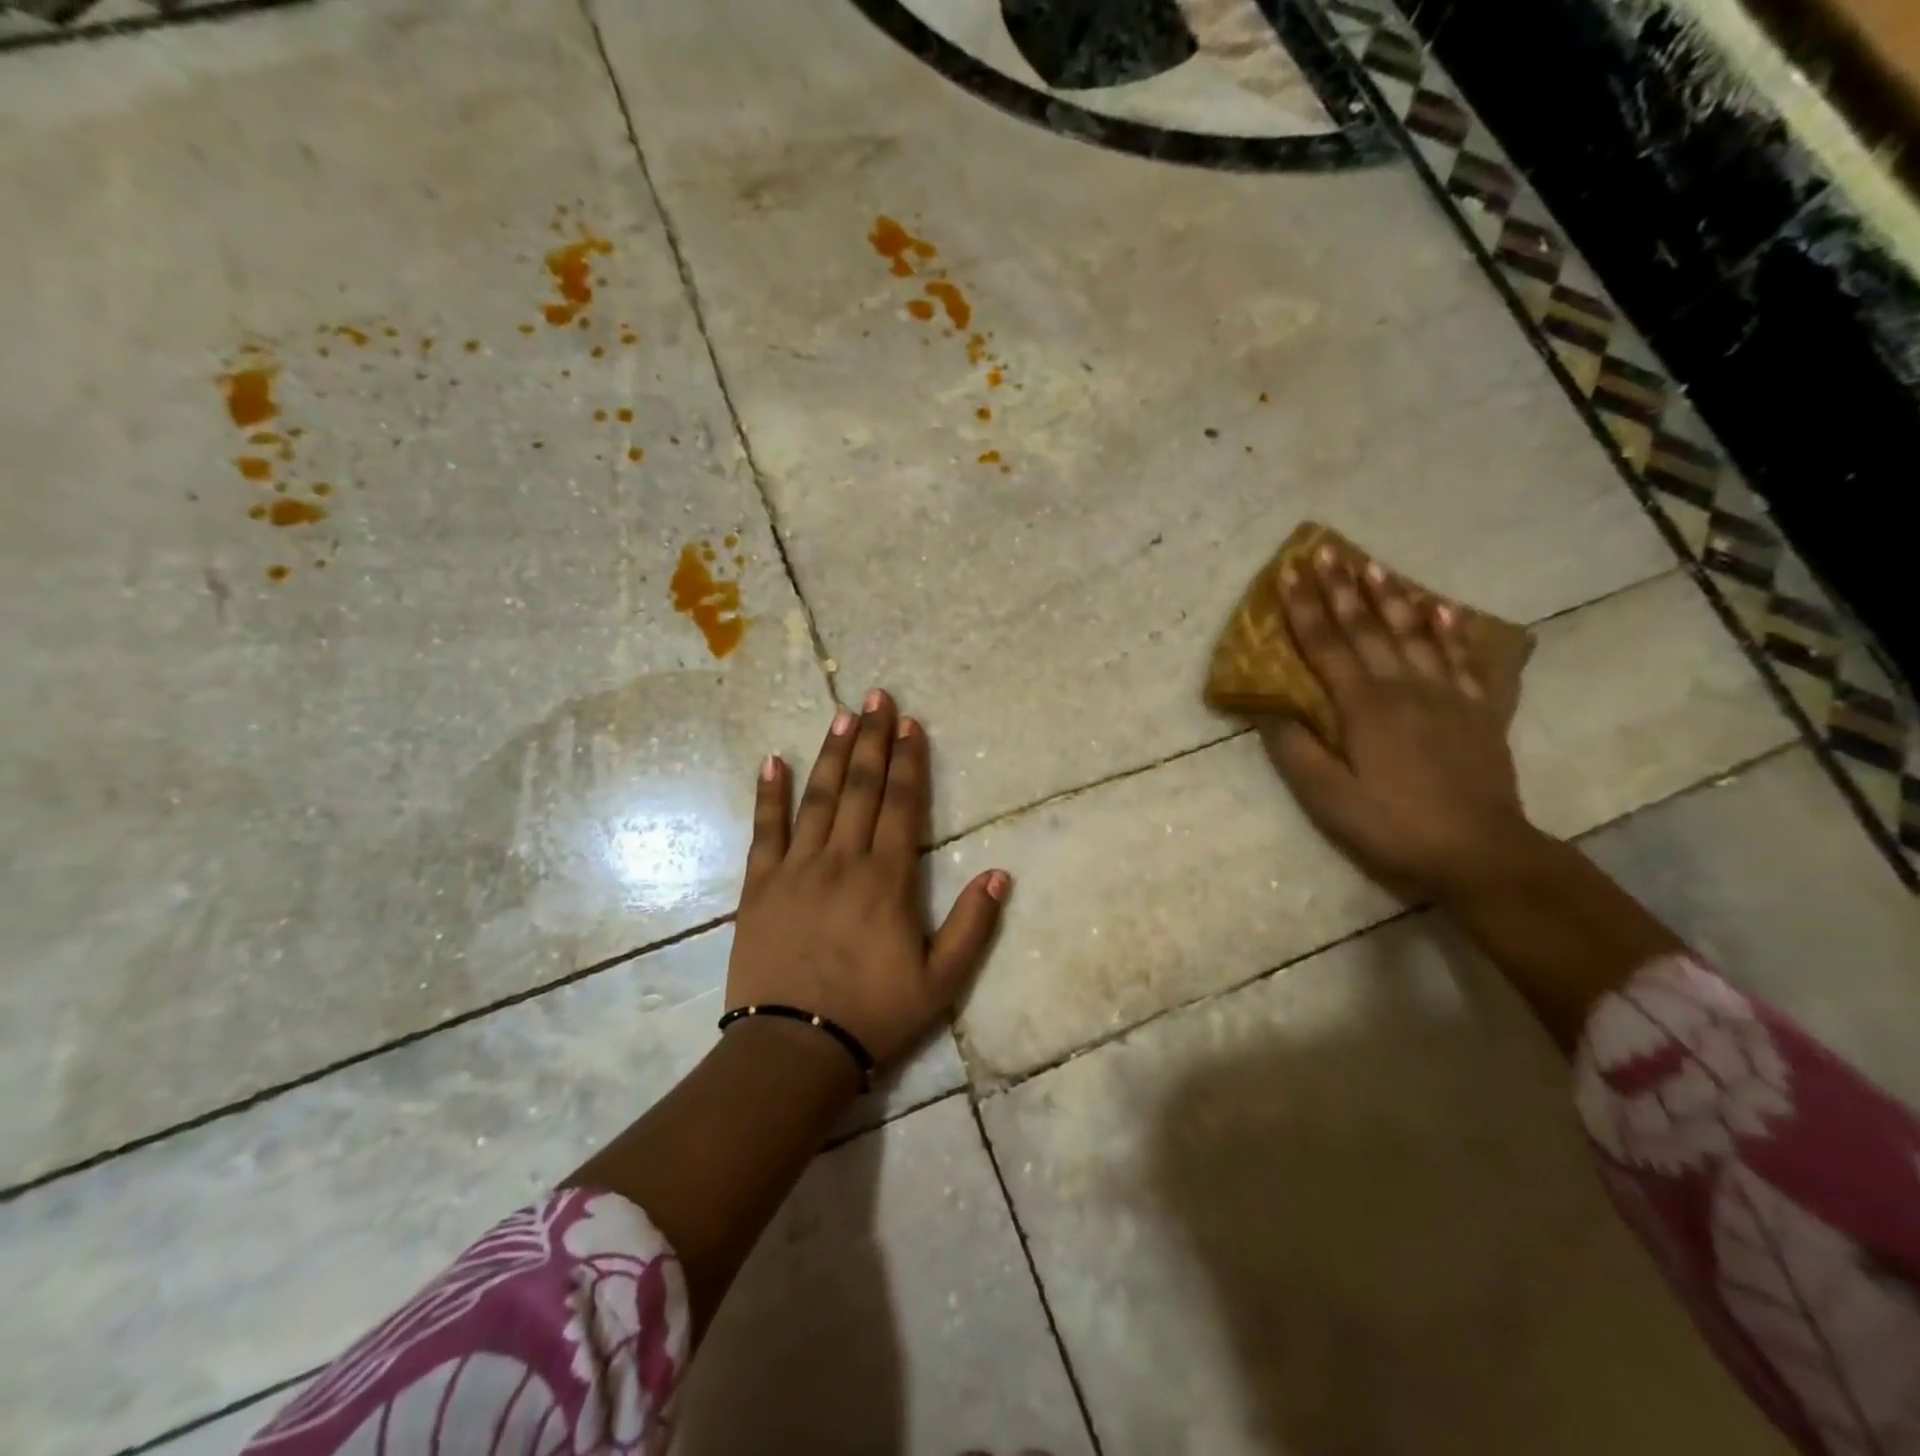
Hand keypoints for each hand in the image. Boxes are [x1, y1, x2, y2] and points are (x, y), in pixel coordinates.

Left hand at [726, 689, 1010, 1070]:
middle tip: (877, 697)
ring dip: (832, 754)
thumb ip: (972, 925)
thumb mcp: (941, 981)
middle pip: (860, 788)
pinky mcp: (760, 886)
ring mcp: (796, 869)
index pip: (901, 805)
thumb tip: (1000, 873)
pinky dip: (769, 795)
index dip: (908, 760)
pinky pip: (765, 830)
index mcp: (886, 879)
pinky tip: (773, 762)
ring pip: (817, 798)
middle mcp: (842, 861)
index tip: (910, 723)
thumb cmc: (875, 1014)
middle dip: (872, 739)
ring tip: (841, 715)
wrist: (795, 1048)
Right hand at [1256, 545, 1541, 902]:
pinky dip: (1451, 630)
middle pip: (1368, 628)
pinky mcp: (1477, 711)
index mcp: (1364, 708)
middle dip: (1342, 588)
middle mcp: (1404, 688)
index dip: (1304, 608)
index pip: (1327, 645)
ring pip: (1414, 634)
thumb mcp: (1327, 798)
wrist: (1480, 853)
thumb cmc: (1392, 826)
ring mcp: (1446, 696)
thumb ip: (1296, 749)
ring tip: (1374, 564)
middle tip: (1326, 550)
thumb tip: (1268, 708)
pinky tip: (1442, 608)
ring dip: (1391, 597)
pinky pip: (1463, 659)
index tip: (1288, 572)